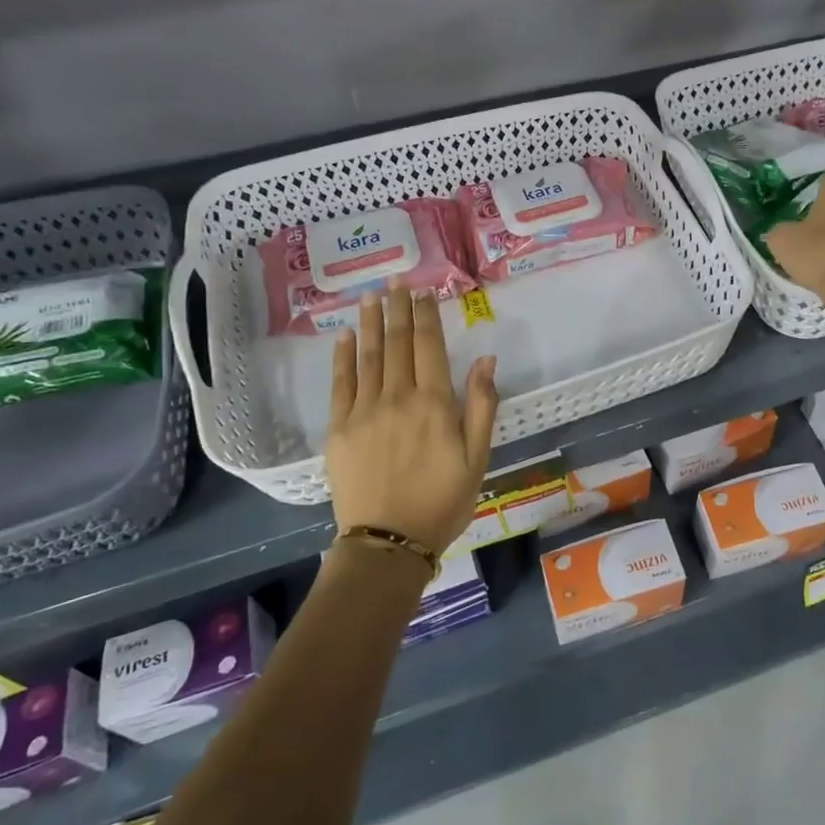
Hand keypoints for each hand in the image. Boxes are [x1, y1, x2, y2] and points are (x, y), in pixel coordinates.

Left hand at [326, 284, 498, 551]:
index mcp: (434, 403)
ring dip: (372, 322)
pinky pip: (340, 382)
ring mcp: (364, 410)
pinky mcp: (339, 427)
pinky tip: (346, 335)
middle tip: (397, 283)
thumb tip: (485, 359)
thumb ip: (481, 406)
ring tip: (373, 296)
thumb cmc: (442, 501)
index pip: (429, 346)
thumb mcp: (477, 458)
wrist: (388, 541)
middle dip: (399, 309)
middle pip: (398, 342)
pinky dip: (344, 356)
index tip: (423, 293)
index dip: (426, 316)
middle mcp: (398, 397)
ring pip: (369, 355)